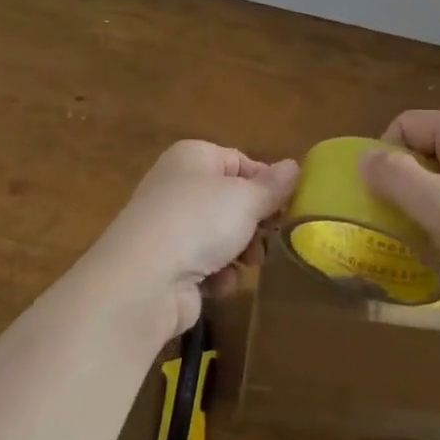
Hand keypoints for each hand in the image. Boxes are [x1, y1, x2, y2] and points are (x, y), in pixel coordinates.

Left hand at [87, 140, 298, 339]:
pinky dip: (217, 274)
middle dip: (255, 224)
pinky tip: (218, 283)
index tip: (287, 206)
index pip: (240, 162)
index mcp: (193, 157)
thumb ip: (274, 185)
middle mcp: (178, 185)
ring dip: (240, 252)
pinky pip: (204, 264)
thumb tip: (294, 165)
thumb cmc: (200, 221)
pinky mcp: (166, 264)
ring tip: (247, 263)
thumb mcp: (246, 198)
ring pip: (221, 235)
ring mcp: (169, 226)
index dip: (266, 184)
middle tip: (270, 238)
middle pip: (231, 201)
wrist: (144, 279)